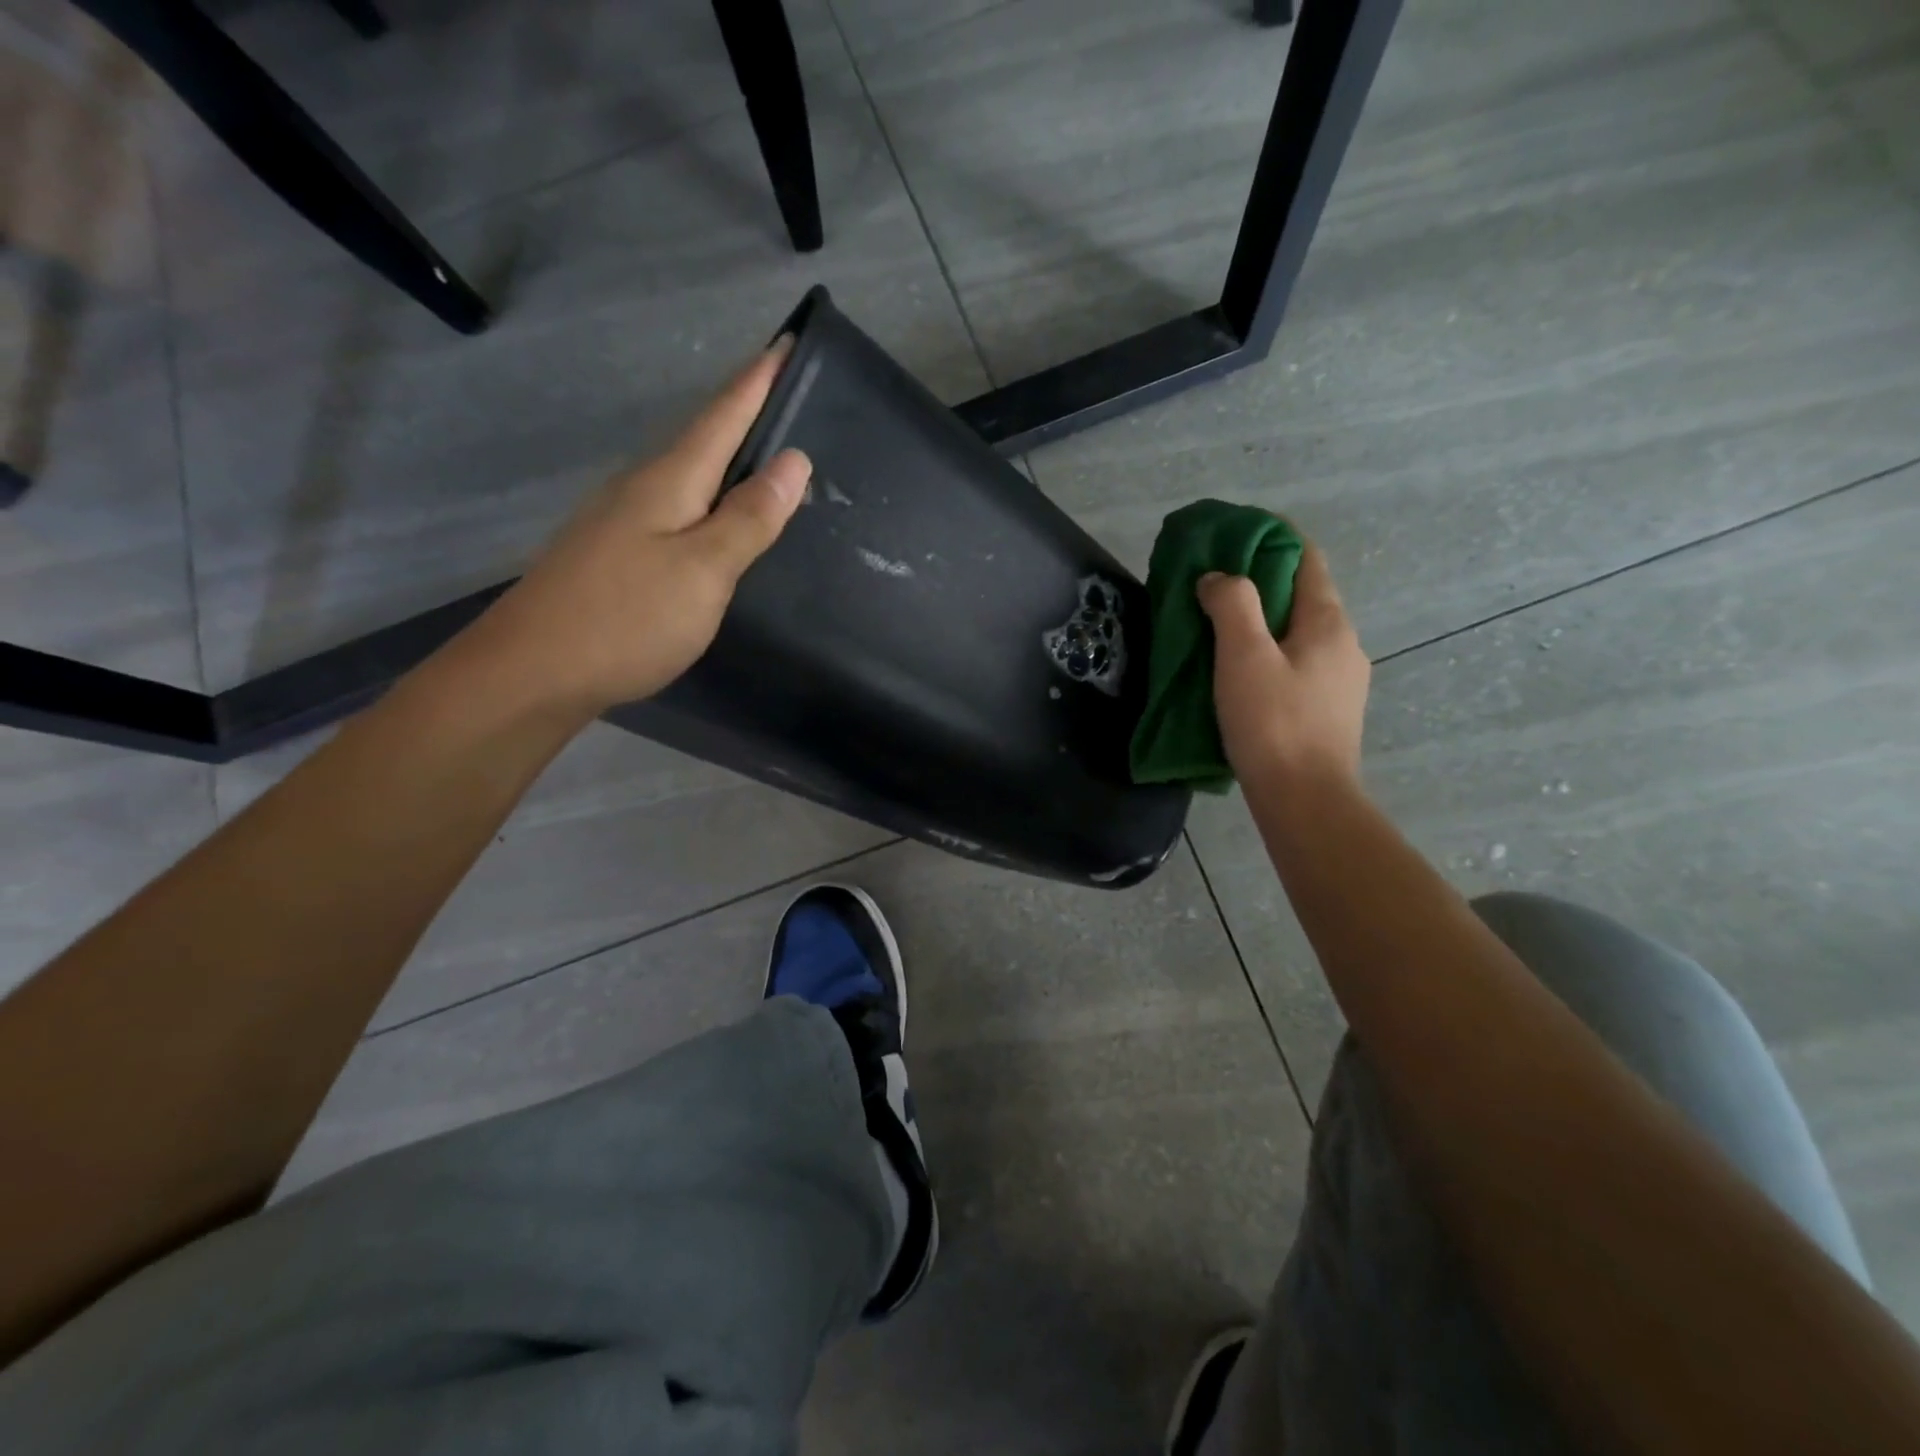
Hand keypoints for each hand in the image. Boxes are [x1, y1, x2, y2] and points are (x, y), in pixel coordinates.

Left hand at [477, 341, 811, 714]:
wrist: (533, 672)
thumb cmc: (627, 617)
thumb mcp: (704, 569)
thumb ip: (749, 517)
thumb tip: (793, 461)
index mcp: (669, 481)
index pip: (723, 415)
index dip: (757, 381)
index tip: (787, 341)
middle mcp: (641, 488)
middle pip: (703, 440)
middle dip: (746, 414)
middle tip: (789, 398)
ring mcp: (622, 522)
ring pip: (688, 477)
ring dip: (728, 461)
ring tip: (768, 459)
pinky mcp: (614, 555)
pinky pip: (676, 511)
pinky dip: (708, 503)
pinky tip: (720, 522)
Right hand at [1197, 540, 1369, 785]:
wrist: (1306, 800)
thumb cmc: (1273, 723)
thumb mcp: (1243, 655)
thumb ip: (1232, 604)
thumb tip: (1218, 577)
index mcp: (1328, 621)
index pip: (1305, 557)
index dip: (1271, 538)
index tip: (1230, 536)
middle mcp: (1344, 643)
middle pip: (1302, 595)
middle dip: (1260, 582)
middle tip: (1211, 585)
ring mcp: (1341, 680)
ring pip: (1298, 633)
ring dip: (1263, 622)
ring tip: (1218, 630)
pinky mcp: (1328, 710)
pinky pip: (1297, 664)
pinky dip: (1269, 654)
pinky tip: (1240, 674)